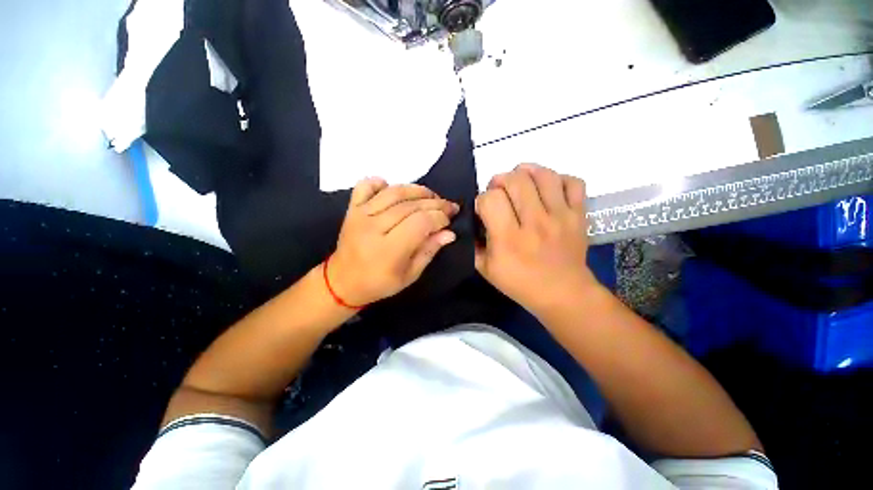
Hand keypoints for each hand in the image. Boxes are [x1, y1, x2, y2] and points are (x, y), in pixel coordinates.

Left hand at [328, 178, 458, 306]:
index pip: (421, 223)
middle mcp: (373, 228)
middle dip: (435, 203)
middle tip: (449, 206)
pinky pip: (365, 186)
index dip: (439, 218)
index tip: (450, 220)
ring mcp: (360, 215)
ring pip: (393, 192)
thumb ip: (429, 251)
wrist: (343, 282)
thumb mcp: (410, 275)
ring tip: (431, 196)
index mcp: (388, 250)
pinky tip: (392, 187)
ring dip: (416, 190)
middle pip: (410, 206)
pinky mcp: (352, 209)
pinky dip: (380, 182)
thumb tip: (449, 233)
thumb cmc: (379, 283)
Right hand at [475, 164, 598, 316]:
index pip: (490, 199)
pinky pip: (573, 183)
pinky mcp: (579, 215)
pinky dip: (558, 179)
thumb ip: (473, 245)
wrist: (563, 294)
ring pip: (544, 175)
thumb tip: (472, 221)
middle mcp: (535, 223)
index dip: (482, 199)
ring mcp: (561, 217)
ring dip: (527, 172)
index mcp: (509, 239)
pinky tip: (547, 188)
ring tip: (520, 181)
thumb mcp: (486, 270)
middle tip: (499, 191)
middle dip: (500, 180)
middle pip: (516, 180)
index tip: (484, 209)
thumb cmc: (520, 284)